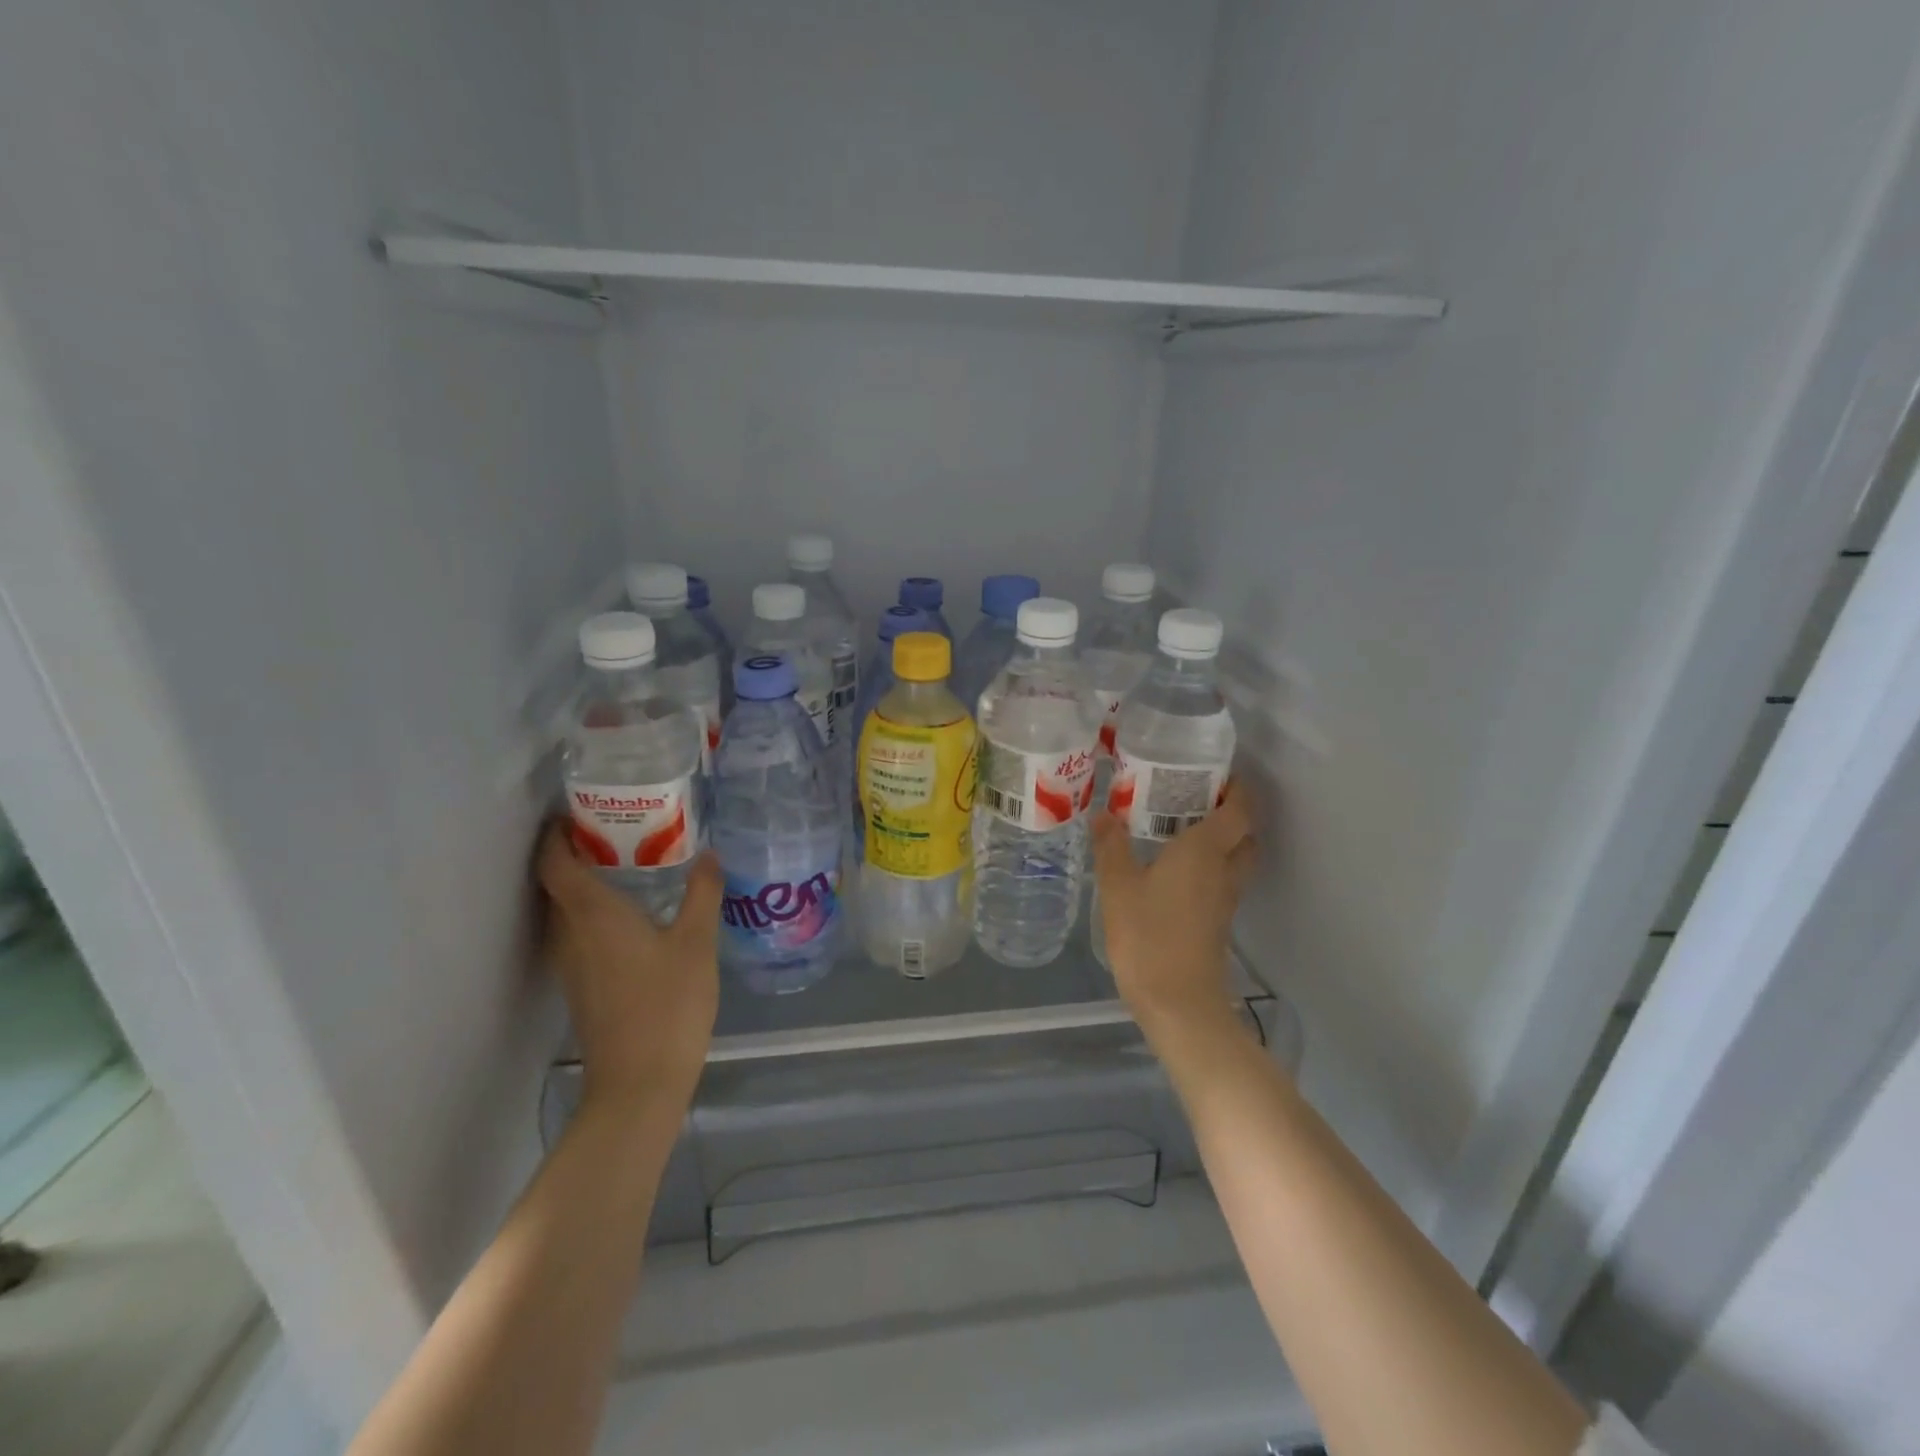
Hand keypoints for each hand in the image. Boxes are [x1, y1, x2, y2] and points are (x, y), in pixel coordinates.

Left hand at [537, 820, 722, 1113]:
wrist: (639, 1083)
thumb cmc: (668, 1004)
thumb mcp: (697, 942)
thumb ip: (702, 893)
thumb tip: (709, 853)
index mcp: (592, 913)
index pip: (554, 861)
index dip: (556, 833)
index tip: (578, 809)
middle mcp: (570, 933)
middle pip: (556, 882)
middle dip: (575, 850)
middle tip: (616, 827)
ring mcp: (571, 963)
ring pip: (565, 909)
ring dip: (584, 882)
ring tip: (627, 861)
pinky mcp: (582, 985)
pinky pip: (577, 932)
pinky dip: (593, 910)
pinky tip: (632, 913)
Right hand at [1092, 780, 1258, 1038]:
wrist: (1178, 1002)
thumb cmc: (1148, 935)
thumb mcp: (1118, 886)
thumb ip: (1111, 846)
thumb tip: (1103, 814)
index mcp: (1205, 850)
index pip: (1239, 809)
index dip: (1236, 788)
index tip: (1216, 773)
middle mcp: (1224, 870)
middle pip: (1245, 834)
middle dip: (1231, 814)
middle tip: (1196, 800)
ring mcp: (1225, 900)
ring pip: (1236, 859)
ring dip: (1222, 842)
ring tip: (1183, 830)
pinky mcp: (1218, 923)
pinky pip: (1222, 881)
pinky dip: (1210, 867)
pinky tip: (1175, 870)